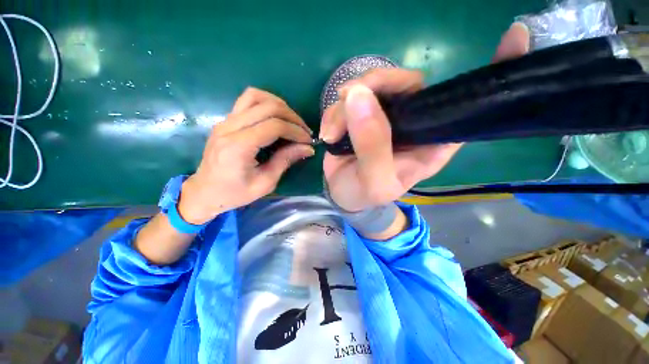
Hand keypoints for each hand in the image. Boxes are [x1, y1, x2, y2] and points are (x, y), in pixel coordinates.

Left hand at [179, 88, 313, 223]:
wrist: (204, 192)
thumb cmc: (235, 193)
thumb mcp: (265, 183)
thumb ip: (285, 160)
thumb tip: (308, 148)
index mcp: (238, 147)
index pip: (274, 126)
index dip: (296, 131)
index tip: (308, 141)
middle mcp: (229, 127)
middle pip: (268, 107)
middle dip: (292, 117)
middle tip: (304, 131)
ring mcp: (225, 121)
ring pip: (256, 96)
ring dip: (279, 105)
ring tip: (292, 121)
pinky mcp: (226, 120)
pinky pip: (248, 101)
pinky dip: (266, 104)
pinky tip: (276, 117)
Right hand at [320, 23, 529, 211]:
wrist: (345, 195)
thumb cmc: (365, 195)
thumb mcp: (374, 182)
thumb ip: (372, 147)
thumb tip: (359, 97)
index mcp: (432, 142)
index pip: (469, 107)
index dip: (494, 73)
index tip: (515, 36)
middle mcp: (415, 122)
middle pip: (408, 82)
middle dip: (376, 83)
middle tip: (348, 99)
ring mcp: (387, 115)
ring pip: (373, 85)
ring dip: (346, 104)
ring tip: (332, 132)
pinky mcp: (363, 114)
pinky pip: (350, 97)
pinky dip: (335, 112)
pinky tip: (328, 133)